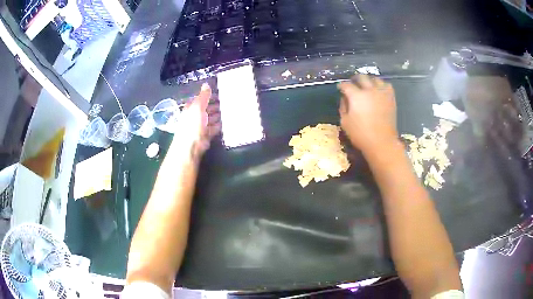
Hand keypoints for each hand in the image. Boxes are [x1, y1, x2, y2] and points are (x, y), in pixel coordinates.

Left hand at [167, 83, 220, 162]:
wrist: (190, 146)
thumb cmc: (192, 124)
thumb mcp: (197, 107)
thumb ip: (203, 96)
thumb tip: (206, 84)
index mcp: (191, 108)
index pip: (200, 99)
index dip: (209, 95)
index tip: (220, 91)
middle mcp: (194, 116)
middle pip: (206, 108)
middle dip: (215, 105)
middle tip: (228, 101)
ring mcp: (200, 126)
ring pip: (210, 118)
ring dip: (218, 115)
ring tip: (229, 110)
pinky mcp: (206, 135)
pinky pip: (214, 128)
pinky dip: (219, 125)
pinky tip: (226, 123)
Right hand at [338, 74, 397, 153]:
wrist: (382, 142)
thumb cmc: (361, 134)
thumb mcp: (345, 122)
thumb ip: (343, 107)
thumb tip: (344, 98)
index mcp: (356, 96)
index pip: (346, 85)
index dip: (341, 85)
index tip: (340, 88)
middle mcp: (369, 90)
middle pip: (361, 77)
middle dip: (355, 79)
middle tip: (353, 84)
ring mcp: (382, 93)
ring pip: (375, 78)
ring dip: (369, 80)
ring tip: (367, 85)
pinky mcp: (391, 98)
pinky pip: (387, 85)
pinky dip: (381, 85)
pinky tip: (378, 90)